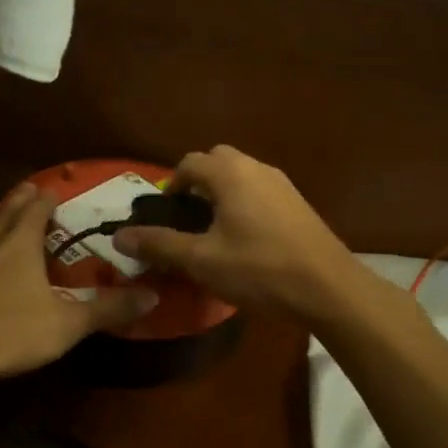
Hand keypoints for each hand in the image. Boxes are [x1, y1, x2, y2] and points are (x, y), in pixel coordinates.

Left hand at [0, 184, 157, 387]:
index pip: (36, 209)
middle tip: (27, 189)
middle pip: (5, 210)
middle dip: (18, 199)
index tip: (53, 191)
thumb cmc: (10, 333)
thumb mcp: (67, 325)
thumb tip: (152, 295)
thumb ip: (108, 309)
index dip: (47, 198)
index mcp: (20, 243)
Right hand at [114, 145, 355, 314]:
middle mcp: (256, 168)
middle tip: (189, 216)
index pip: (189, 163)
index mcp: (229, 174)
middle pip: (217, 160)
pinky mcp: (298, 203)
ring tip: (214, 229)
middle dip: (198, 181)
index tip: (166, 214)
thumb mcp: (201, 261)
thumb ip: (159, 245)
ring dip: (222, 191)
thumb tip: (119, 237)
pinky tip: (246, 238)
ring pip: (241, 174)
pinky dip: (244, 202)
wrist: (329, 288)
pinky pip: (260, 189)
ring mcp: (282, 183)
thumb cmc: (259, 269)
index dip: (171, 185)